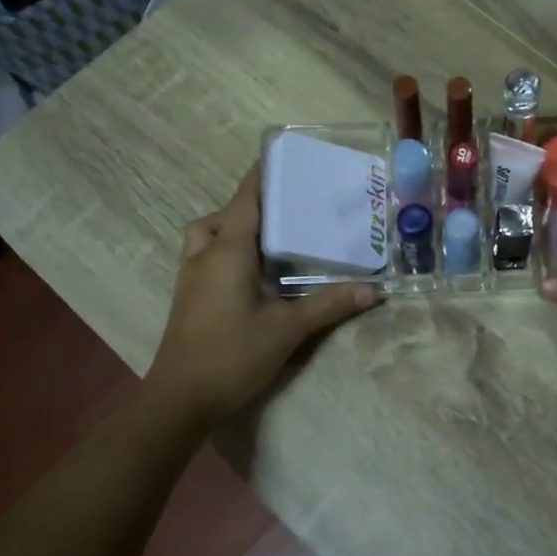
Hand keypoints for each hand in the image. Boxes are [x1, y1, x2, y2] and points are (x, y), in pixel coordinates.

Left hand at [147, 169, 377, 422]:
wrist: (180, 399)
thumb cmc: (232, 354)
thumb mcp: (287, 329)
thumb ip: (330, 304)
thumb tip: (376, 290)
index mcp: (228, 251)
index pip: (246, 199)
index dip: (263, 175)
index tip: (283, 156)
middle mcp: (204, 255)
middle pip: (223, 214)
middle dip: (251, 205)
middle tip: (286, 212)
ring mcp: (190, 277)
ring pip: (207, 235)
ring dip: (231, 228)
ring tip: (268, 243)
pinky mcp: (188, 297)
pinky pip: (205, 256)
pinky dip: (225, 251)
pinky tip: (252, 275)